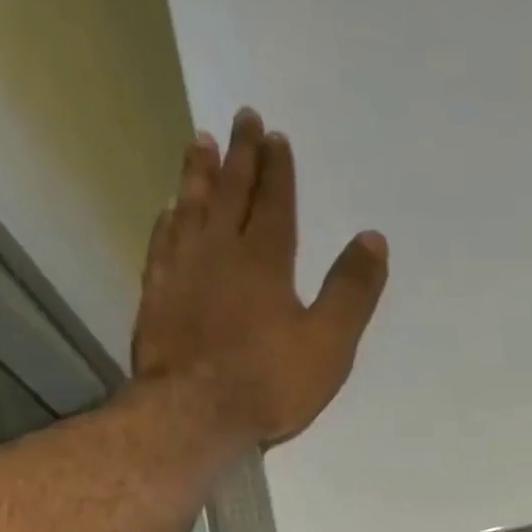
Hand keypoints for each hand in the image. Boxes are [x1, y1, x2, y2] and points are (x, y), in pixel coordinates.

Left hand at [131, 108, 388, 446]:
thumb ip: (351, 292)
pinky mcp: (157, 295)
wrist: (195, 412)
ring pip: (191, 208)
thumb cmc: (269, 382)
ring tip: (199, 142)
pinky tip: (168, 209)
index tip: (275, 137)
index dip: (277, 171)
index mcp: (266, 262)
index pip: (275, 205)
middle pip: (231, 193)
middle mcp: (220, 252)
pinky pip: (163, 242)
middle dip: (239, 155)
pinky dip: (168, 220)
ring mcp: (183, 271)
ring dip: (198, 174)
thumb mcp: (328, 344)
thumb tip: (373, 238)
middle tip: (242, 119)